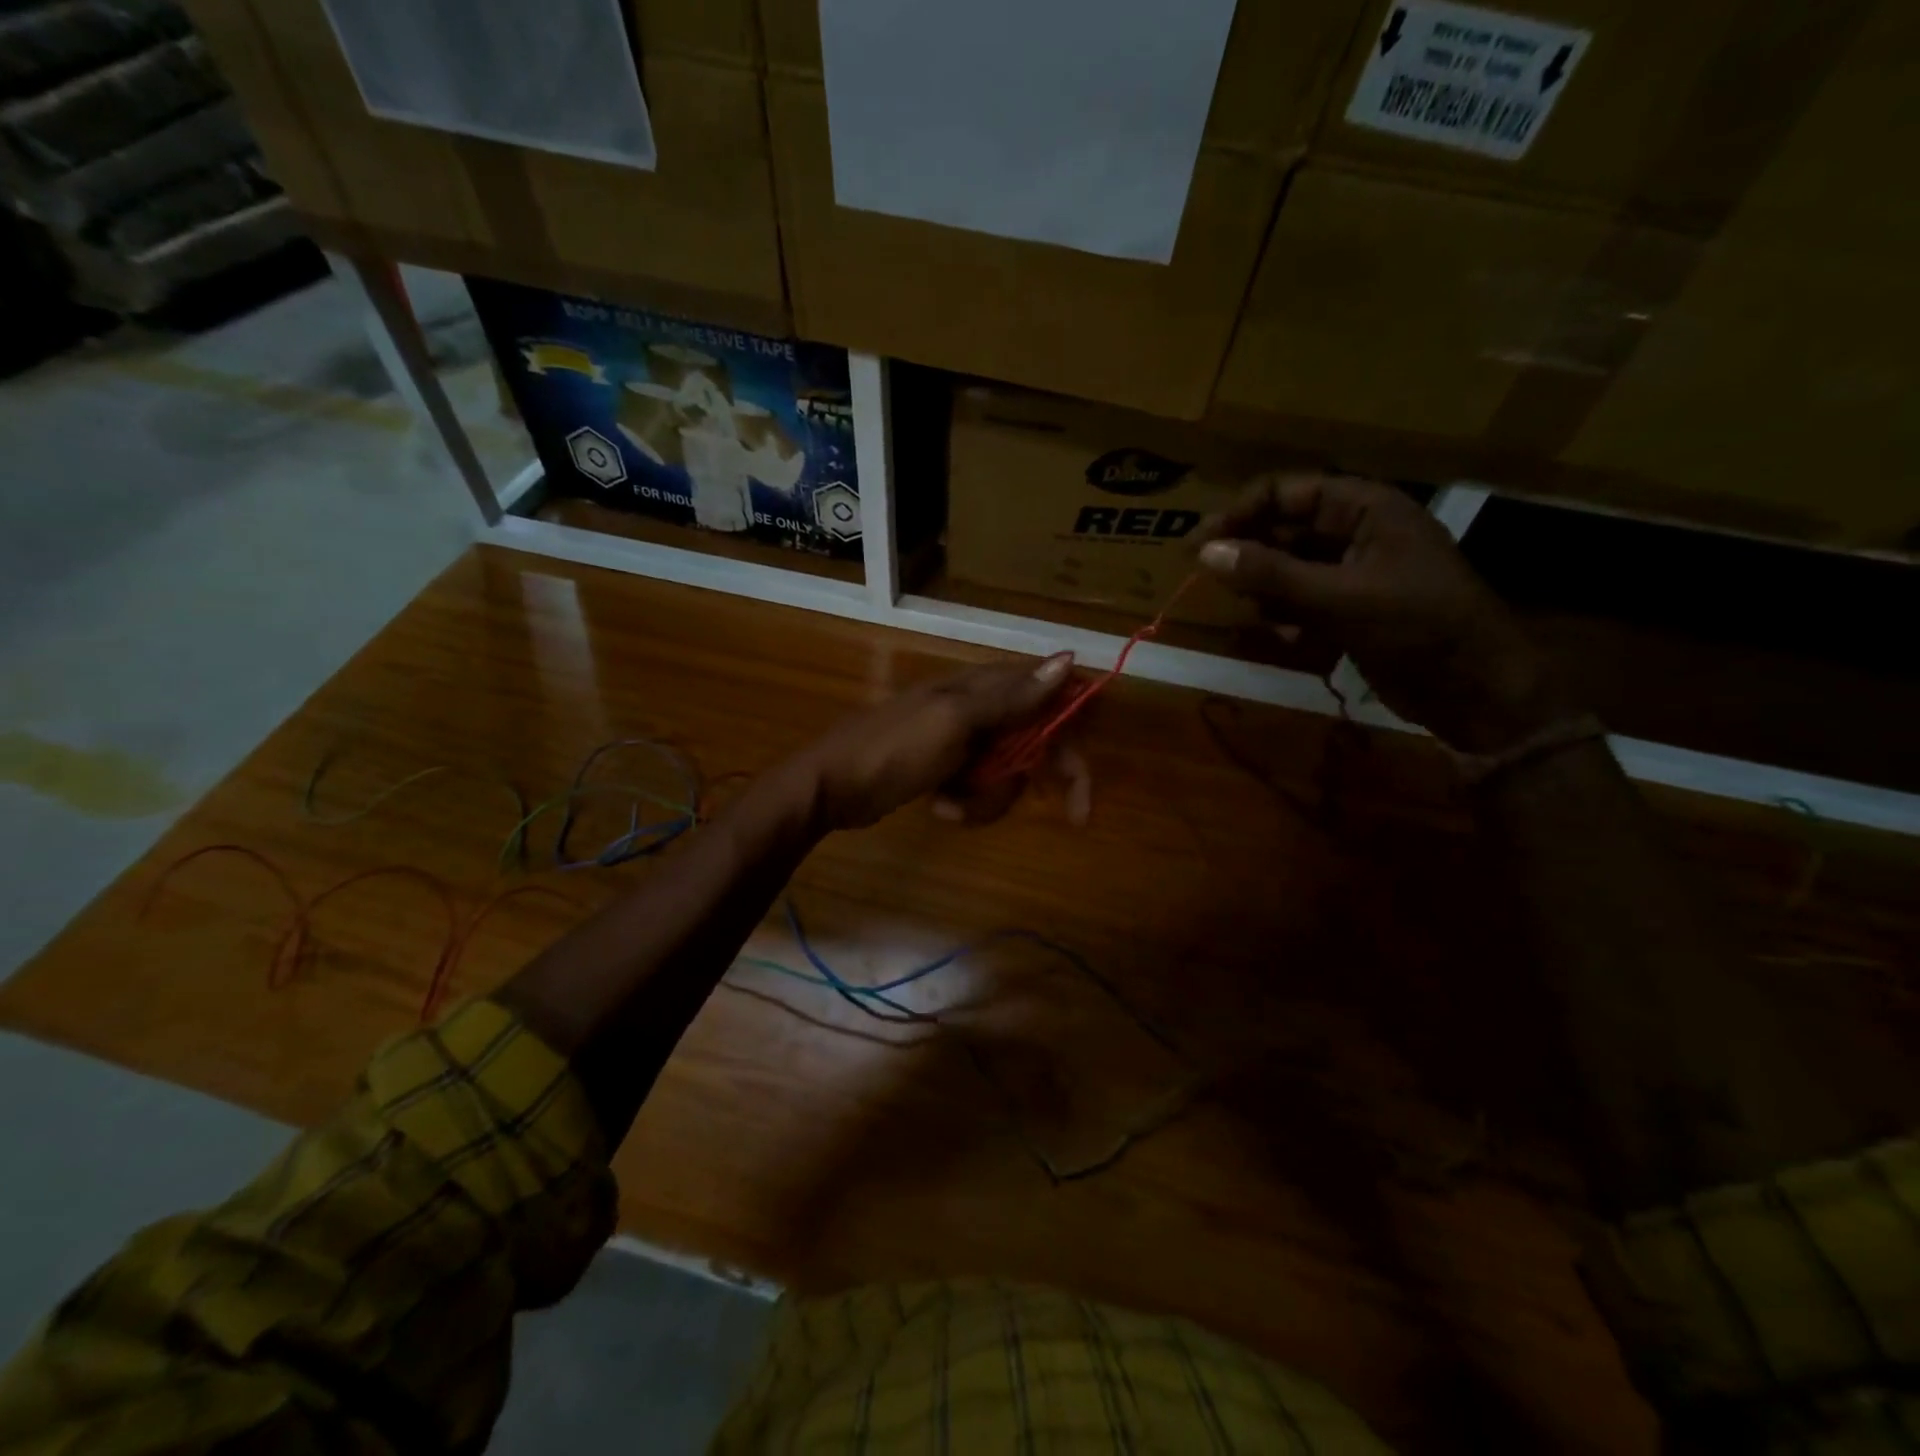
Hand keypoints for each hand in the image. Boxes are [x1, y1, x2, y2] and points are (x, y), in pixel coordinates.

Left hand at [781, 654, 1089, 831]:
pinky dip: (965, 804)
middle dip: (1037, 778)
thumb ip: (1012, 696)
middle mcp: (979, 709)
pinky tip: (938, 807)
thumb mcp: (955, 721)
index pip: (1050, 697)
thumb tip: (1067, 659)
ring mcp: (961, 741)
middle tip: (1073, 815)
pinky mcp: (946, 769)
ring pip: (1007, 773)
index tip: (1084, 780)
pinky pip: (978, 790)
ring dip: (990, 797)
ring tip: (954, 804)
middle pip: (1036, 741)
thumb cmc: (894, 749)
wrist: (831, 786)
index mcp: (984, 687)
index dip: (1075, 733)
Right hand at [1194, 474, 1570, 751]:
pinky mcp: (1350, 613)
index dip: (1242, 512)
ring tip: (1255, 614)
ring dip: (1266, 592)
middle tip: (1206, 578)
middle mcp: (1357, 534)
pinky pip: (1302, 605)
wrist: (1475, 690)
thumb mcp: (1341, 597)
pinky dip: (1287, 620)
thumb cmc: (1418, 627)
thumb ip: (1271, 574)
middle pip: (1284, 531)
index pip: (1288, 492)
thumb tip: (1205, 551)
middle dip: (1249, 555)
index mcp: (1367, 509)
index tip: (1199, 542)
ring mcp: (1354, 575)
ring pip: (1288, 571)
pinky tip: (1287, 639)